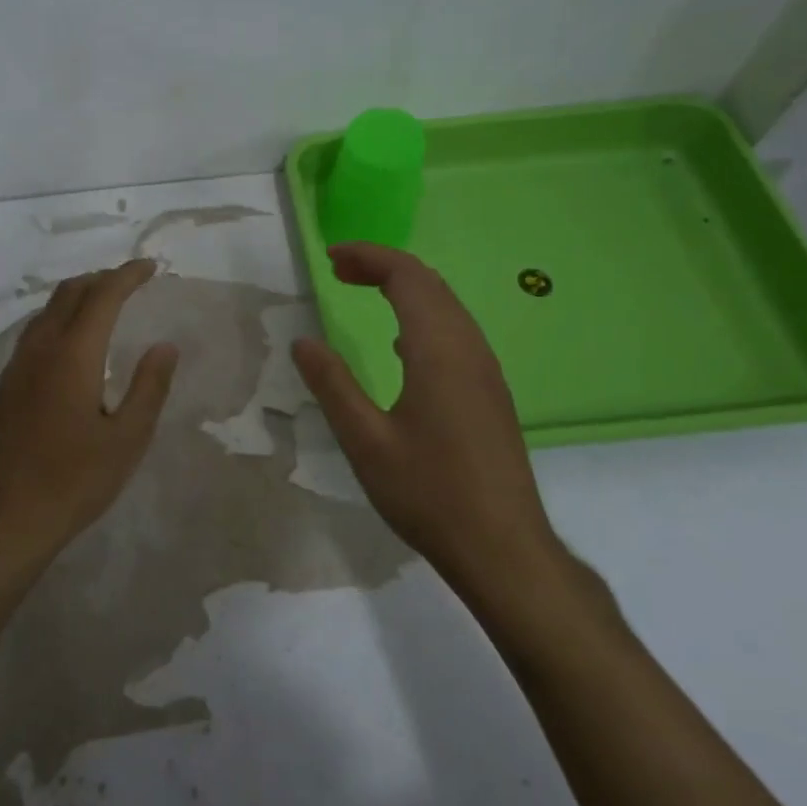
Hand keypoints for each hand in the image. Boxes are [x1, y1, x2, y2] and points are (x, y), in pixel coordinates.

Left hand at [0, 259, 178, 572]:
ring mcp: (15, 368)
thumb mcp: (127, 439)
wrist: (6, 519)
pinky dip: (57, 321)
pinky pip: (32, 335)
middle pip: (68, 294)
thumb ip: (149, 387)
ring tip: (103, 305)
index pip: (102, 297)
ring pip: (45, 312)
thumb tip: (165, 346)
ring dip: (76, 298)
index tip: (150, 267)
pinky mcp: (3, 388)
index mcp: (73, 356)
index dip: (127, 275)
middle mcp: (39, 350)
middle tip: (129, 282)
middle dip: (101, 279)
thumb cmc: (75, 482)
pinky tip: (70, 346)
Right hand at [292, 243, 570, 621]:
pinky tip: (400, 345)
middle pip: (429, 283)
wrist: (504, 548)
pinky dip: (422, 316)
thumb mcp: (365, 441)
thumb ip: (332, 385)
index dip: (369, 257)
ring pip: (447, 306)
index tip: (331, 258)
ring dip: (405, 289)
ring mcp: (486, 371)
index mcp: (438, 350)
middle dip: (384, 266)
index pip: (406, 277)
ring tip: (363, 293)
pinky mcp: (491, 393)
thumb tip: (303, 342)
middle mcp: (468, 348)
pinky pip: (456, 332)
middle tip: (339, 271)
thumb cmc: (429, 493)